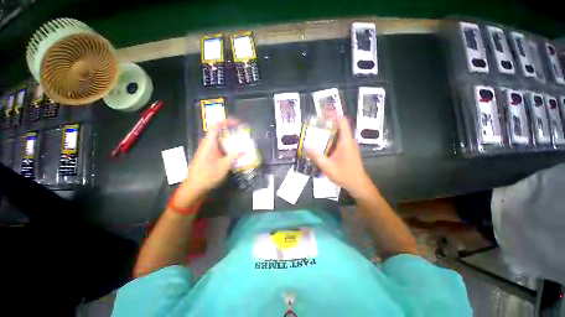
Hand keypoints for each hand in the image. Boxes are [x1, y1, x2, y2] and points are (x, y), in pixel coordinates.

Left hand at [174, 121, 238, 206]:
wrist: (194, 188)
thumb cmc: (207, 175)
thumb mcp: (224, 166)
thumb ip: (235, 156)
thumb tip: (246, 149)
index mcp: (209, 143)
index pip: (216, 125)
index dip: (227, 121)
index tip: (238, 124)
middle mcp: (209, 144)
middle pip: (221, 133)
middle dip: (233, 134)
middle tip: (244, 137)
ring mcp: (209, 151)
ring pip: (222, 142)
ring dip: (232, 143)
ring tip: (243, 147)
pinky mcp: (210, 157)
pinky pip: (221, 150)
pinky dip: (229, 151)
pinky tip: (236, 157)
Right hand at [306, 117, 374, 197]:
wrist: (358, 185)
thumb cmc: (344, 175)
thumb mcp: (327, 166)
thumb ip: (316, 156)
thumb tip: (306, 145)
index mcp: (345, 141)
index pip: (342, 122)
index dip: (334, 114)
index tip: (324, 111)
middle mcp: (349, 141)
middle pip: (341, 126)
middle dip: (330, 121)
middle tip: (317, 121)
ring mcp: (349, 146)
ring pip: (340, 133)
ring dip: (331, 130)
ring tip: (318, 130)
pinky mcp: (348, 151)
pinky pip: (340, 140)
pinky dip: (332, 138)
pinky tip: (324, 143)